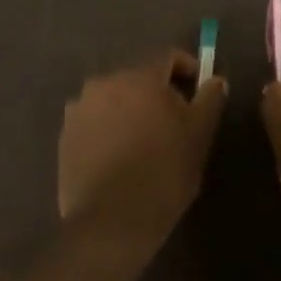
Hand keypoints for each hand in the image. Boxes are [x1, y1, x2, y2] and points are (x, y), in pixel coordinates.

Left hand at [58, 51, 226, 253]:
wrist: (110, 222)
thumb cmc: (163, 174)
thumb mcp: (199, 136)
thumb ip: (209, 100)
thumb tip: (215, 80)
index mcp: (139, 77)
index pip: (168, 58)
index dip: (188, 71)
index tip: (199, 93)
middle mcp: (105, 82)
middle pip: (139, 78)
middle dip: (157, 94)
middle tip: (173, 124)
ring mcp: (80, 108)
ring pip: (115, 99)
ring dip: (130, 111)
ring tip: (143, 143)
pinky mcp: (65, 134)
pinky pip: (94, 121)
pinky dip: (108, 129)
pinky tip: (119, 156)